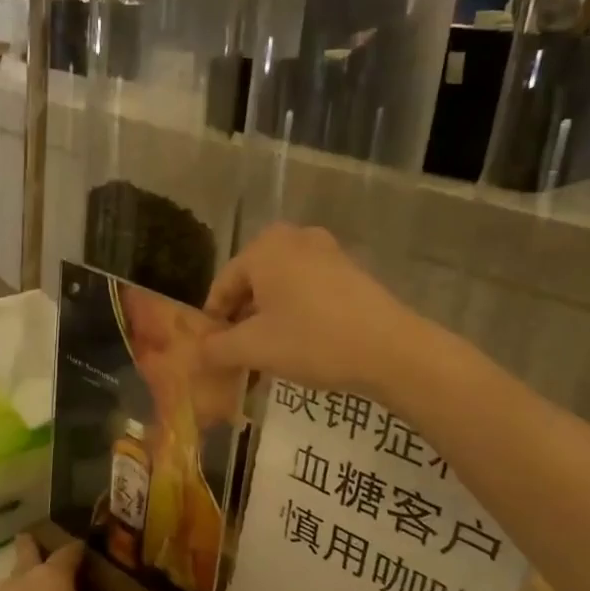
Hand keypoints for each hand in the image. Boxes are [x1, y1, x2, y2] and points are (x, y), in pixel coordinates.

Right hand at [198, 223, 430, 397]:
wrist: (390, 350)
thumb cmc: (312, 341)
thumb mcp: (254, 349)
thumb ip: (217, 348)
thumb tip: (198, 352)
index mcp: (263, 248)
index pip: (222, 284)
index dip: (214, 320)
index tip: (213, 350)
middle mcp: (292, 237)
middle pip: (252, 282)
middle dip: (242, 318)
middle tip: (239, 353)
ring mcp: (326, 250)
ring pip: (280, 285)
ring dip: (268, 317)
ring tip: (268, 353)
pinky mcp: (349, 269)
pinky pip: (307, 288)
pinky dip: (296, 311)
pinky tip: (300, 342)